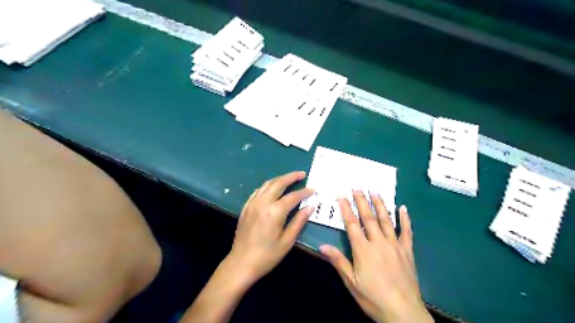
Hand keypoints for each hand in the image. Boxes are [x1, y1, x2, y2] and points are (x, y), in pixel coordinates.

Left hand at [225, 173, 313, 285]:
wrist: (241, 263)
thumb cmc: (267, 255)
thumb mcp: (287, 241)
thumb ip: (299, 221)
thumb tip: (310, 207)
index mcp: (274, 212)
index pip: (293, 196)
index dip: (304, 192)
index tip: (313, 190)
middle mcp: (262, 203)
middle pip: (278, 183)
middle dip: (291, 177)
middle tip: (302, 174)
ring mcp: (252, 204)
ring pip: (267, 184)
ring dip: (279, 179)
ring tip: (289, 178)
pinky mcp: (246, 207)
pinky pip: (258, 191)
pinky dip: (267, 186)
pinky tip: (272, 188)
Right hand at [319, 190, 430, 322]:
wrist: (403, 312)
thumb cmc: (373, 297)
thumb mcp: (351, 282)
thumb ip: (338, 261)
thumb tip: (322, 245)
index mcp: (363, 249)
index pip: (352, 224)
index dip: (346, 209)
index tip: (342, 195)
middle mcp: (379, 242)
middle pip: (369, 217)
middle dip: (362, 201)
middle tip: (357, 187)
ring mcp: (395, 245)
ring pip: (386, 220)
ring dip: (380, 204)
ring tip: (375, 191)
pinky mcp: (407, 251)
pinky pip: (406, 231)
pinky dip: (405, 219)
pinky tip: (403, 208)